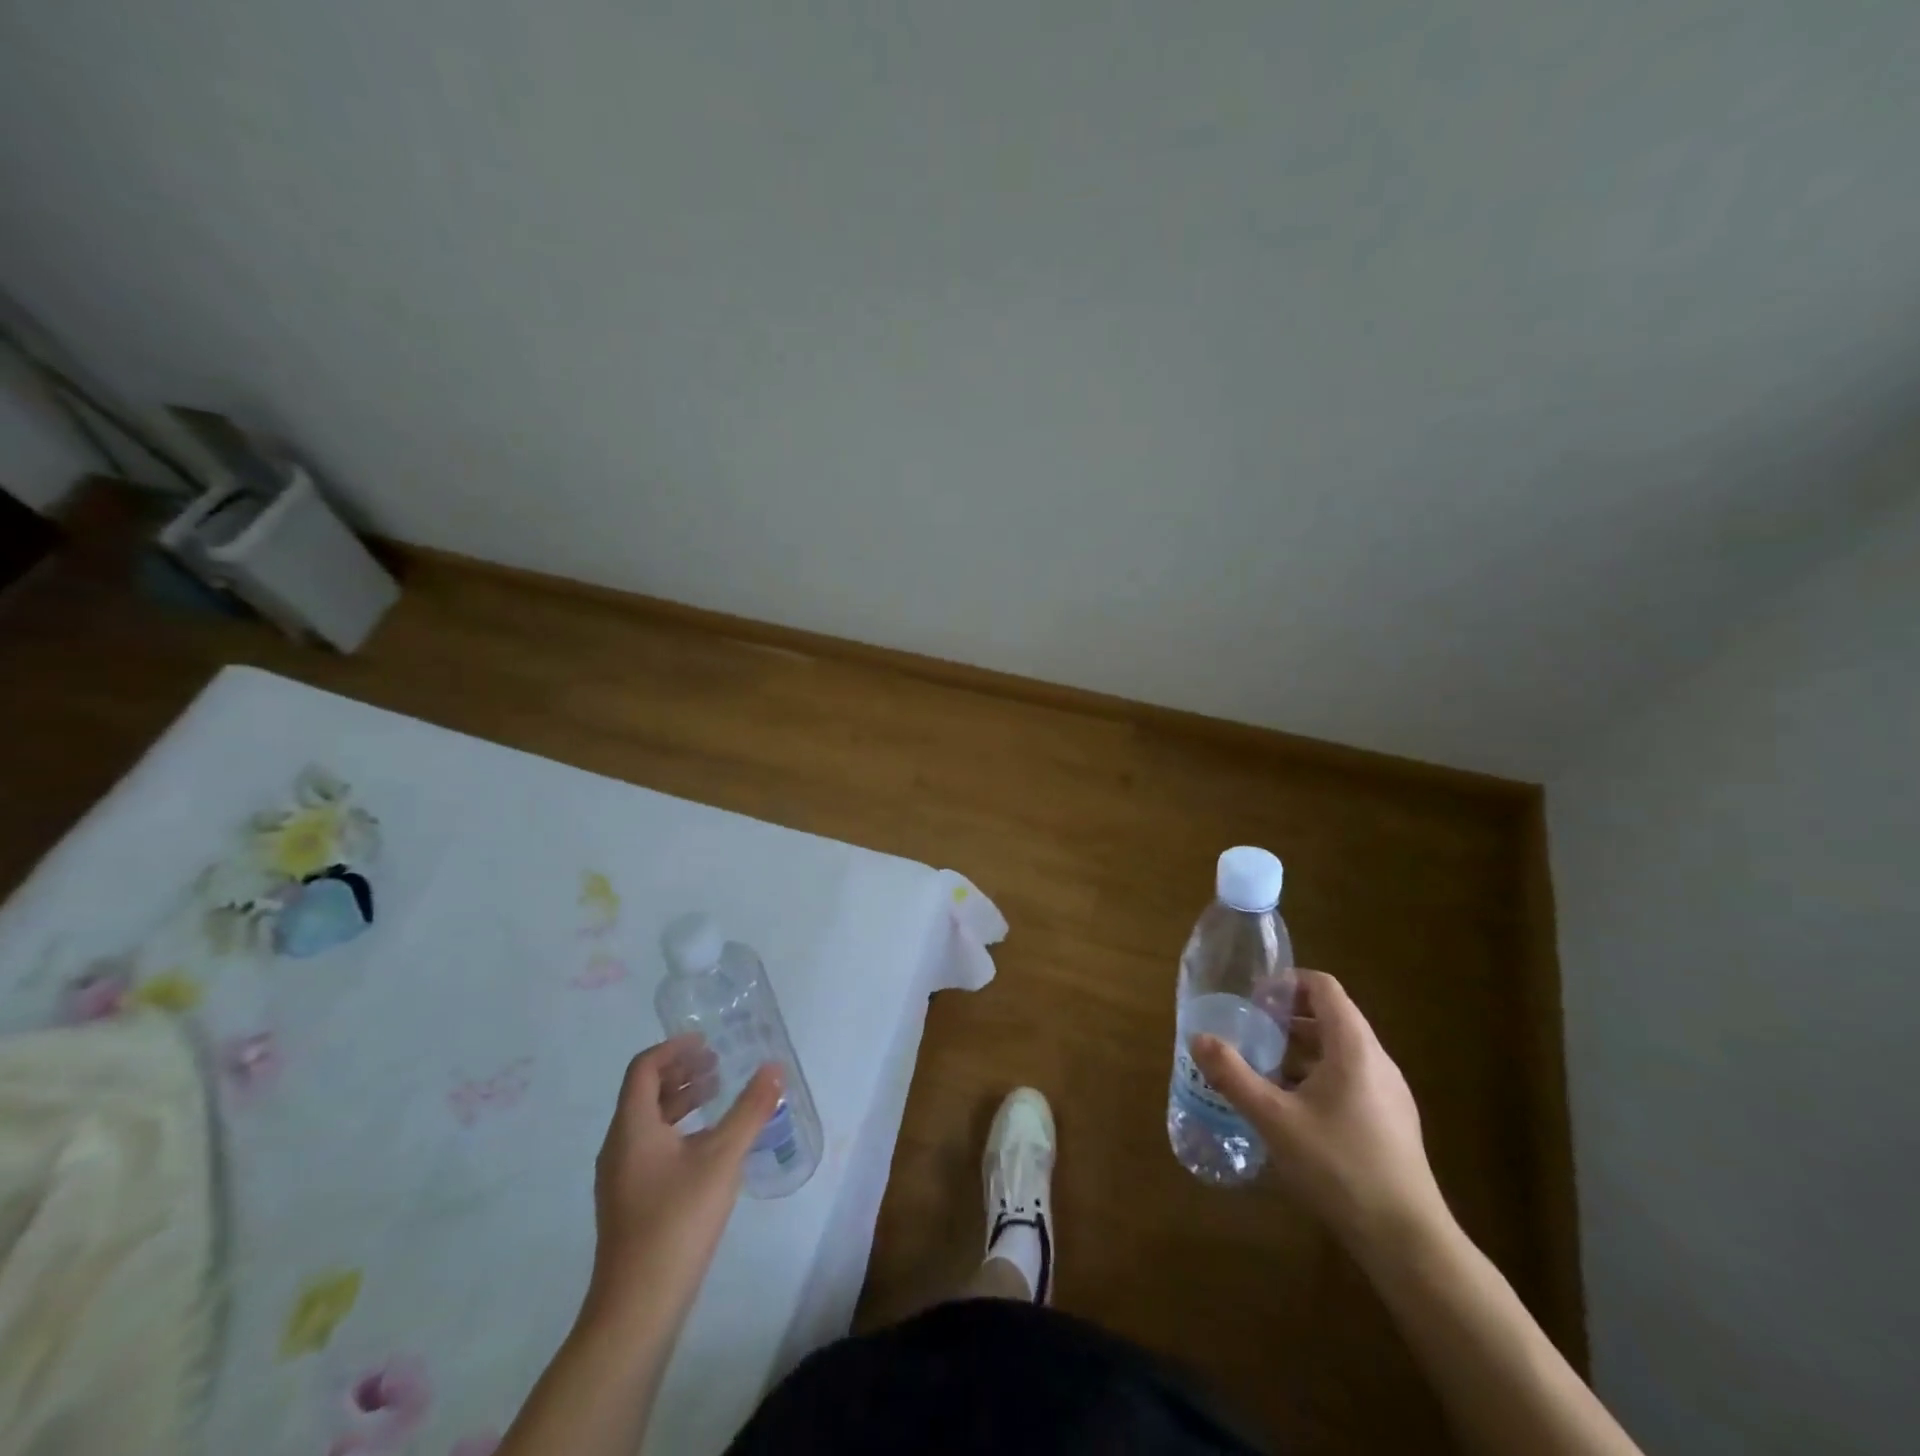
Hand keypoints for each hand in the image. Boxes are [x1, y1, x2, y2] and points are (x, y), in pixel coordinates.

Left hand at [583, 1034, 782, 1329]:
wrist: (637, 1308)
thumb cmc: (677, 1221)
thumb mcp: (723, 1158)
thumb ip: (750, 1110)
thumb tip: (774, 1068)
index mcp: (632, 1128)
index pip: (643, 1068)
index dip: (673, 1049)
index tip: (706, 1041)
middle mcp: (618, 1146)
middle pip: (644, 1092)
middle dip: (681, 1072)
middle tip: (718, 1064)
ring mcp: (620, 1178)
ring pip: (647, 1121)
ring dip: (681, 1100)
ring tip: (717, 1096)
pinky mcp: (629, 1201)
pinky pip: (650, 1146)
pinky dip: (678, 1129)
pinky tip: (708, 1145)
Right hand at [1193, 971, 1446, 1252]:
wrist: (1407, 1241)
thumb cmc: (1338, 1167)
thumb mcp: (1274, 1119)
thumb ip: (1233, 1075)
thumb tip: (1198, 1038)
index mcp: (1353, 1047)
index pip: (1323, 987)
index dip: (1287, 983)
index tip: (1255, 1000)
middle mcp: (1377, 1061)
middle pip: (1332, 1016)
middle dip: (1288, 1017)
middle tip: (1252, 1032)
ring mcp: (1389, 1093)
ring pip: (1340, 1050)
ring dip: (1301, 1048)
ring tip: (1265, 1069)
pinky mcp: (1391, 1121)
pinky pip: (1350, 1078)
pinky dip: (1318, 1075)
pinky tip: (1293, 1109)